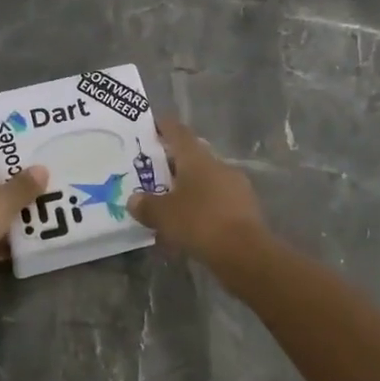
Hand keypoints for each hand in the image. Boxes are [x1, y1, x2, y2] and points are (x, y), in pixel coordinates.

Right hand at [128, 118, 269, 265]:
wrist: (245, 253)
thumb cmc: (199, 223)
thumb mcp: (163, 215)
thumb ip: (146, 205)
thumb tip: (134, 200)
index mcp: (197, 158)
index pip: (178, 132)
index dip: (163, 127)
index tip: (150, 126)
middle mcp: (218, 165)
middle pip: (192, 156)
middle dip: (172, 164)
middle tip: (152, 173)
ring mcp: (235, 186)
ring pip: (205, 180)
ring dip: (187, 188)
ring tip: (168, 204)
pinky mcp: (245, 208)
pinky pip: (216, 201)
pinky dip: (201, 207)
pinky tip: (189, 225)